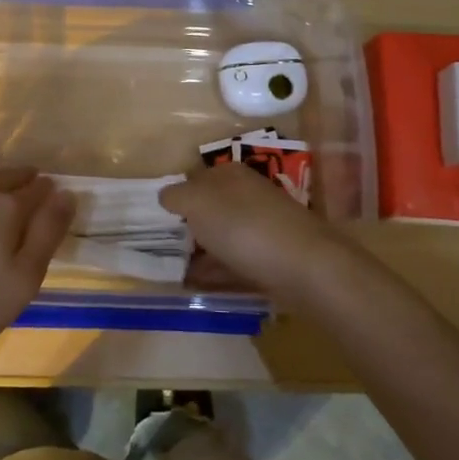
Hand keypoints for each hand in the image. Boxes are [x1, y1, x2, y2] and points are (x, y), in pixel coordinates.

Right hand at [158, 162, 363, 304]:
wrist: (303, 266)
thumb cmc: (243, 226)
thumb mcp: (197, 202)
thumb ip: (176, 196)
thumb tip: (167, 197)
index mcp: (229, 174)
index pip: (194, 178)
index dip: (175, 198)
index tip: (155, 222)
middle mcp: (247, 195)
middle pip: (209, 208)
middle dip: (188, 226)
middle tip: (161, 250)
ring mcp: (262, 226)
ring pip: (221, 235)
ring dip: (201, 251)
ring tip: (174, 271)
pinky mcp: (271, 257)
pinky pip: (234, 261)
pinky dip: (216, 271)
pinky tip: (198, 285)